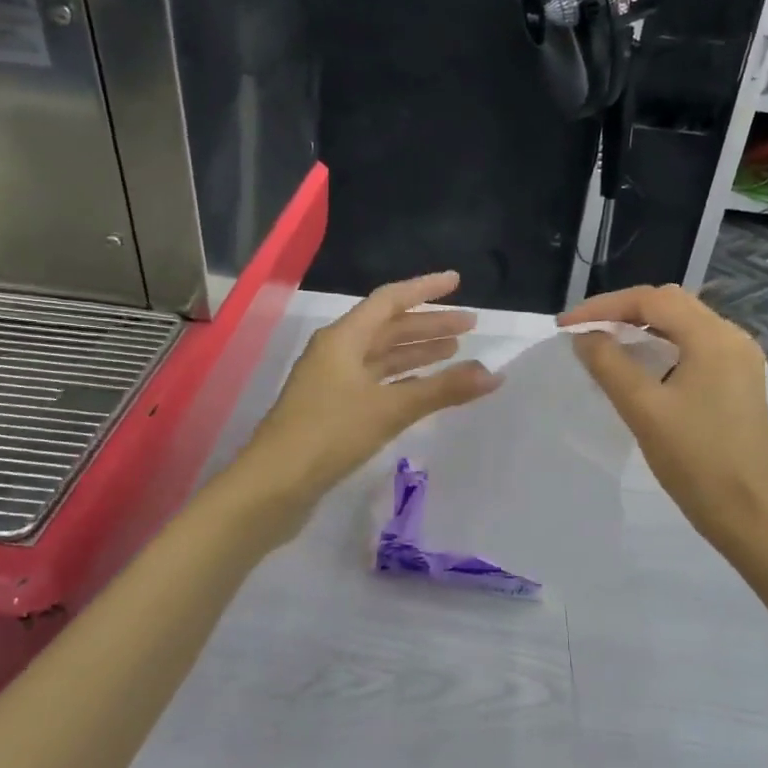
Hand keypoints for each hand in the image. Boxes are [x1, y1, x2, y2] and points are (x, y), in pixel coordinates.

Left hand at [236, 273, 500, 528]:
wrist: (273, 485)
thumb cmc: (330, 434)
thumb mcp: (390, 408)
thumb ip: (443, 389)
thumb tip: (493, 374)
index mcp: (343, 338)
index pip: (389, 300)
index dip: (425, 289)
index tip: (457, 282)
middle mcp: (335, 352)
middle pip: (388, 328)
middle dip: (428, 325)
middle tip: (469, 326)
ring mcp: (331, 381)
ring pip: (381, 357)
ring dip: (416, 352)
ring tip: (454, 353)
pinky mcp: (331, 409)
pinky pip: (375, 382)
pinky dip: (402, 380)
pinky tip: (422, 388)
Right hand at [560, 284, 767, 562]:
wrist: (749, 515)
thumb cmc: (696, 461)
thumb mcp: (643, 409)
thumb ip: (609, 364)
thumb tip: (584, 337)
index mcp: (713, 338)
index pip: (651, 300)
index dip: (603, 306)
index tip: (566, 326)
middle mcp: (732, 338)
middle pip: (669, 304)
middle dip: (622, 311)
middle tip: (584, 331)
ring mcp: (739, 360)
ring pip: (682, 324)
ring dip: (642, 327)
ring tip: (604, 343)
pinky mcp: (738, 382)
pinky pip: (694, 347)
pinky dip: (661, 346)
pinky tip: (640, 366)